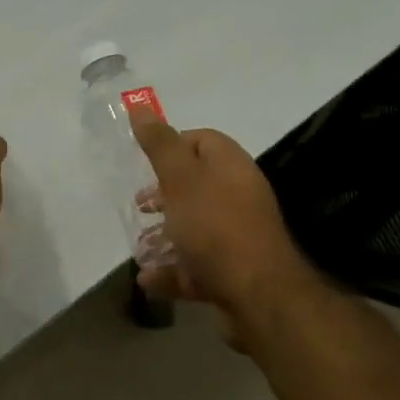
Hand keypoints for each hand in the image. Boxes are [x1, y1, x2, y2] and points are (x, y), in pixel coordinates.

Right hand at [131, 111, 322, 338]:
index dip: (172, 146)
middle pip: (196, 186)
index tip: (144, 162)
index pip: (202, 140)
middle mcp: (238, 196)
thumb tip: (140, 106)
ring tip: (140, 246)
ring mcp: (237, 236)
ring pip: (195, 228)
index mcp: (231, 167)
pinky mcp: (232, 271)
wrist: (259, 294)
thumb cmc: (215, 226)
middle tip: (140, 205)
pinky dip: (172, 270)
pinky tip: (148, 278)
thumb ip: (159, 144)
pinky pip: (196, 266)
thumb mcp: (181, 178)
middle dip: (163, 195)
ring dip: (164, 236)